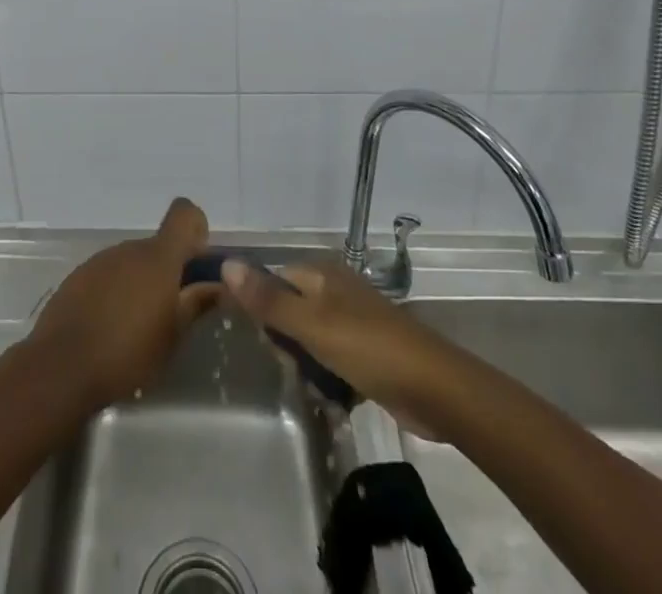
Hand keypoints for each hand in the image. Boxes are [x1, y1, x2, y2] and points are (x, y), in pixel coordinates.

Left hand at [29, 198, 219, 408]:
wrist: (61, 366)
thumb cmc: (127, 353)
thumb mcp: (173, 336)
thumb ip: (196, 304)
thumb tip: (218, 285)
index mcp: (158, 257)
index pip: (184, 213)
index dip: (195, 228)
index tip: (197, 260)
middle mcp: (129, 249)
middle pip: (157, 246)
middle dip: (168, 271)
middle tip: (171, 310)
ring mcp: (100, 260)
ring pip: (132, 262)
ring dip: (140, 283)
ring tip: (137, 326)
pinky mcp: (78, 277)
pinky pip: (108, 275)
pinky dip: (115, 292)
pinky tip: (109, 328)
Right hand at [221, 257, 450, 418]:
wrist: (435, 388)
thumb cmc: (368, 348)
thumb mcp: (311, 324)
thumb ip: (268, 299)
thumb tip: (226, 263)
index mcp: (322, 274)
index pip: (274, 282)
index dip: (264, 311)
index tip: (269, 343)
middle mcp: (336, 289)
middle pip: (290, 311)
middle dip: (288, 343)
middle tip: (298, 366)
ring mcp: (354, 321)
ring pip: (310, 339)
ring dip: (308, 365)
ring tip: (317, 385)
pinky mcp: (368, 352)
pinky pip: (333, 360)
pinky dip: (330, 377)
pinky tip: (335, 398)